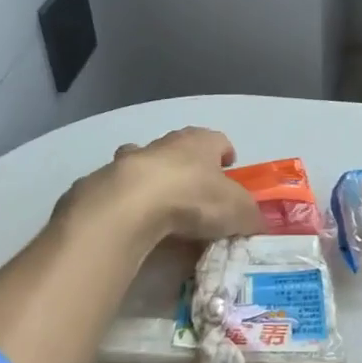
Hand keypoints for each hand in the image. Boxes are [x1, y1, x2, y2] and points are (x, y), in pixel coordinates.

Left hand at [61, 127, 261, 243]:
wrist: (131, 206)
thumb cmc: (193, 198)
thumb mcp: (238, 211)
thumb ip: (250, 215)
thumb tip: (256, 222)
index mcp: (201, 142)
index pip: (218, 140)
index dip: (225, 154)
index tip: (229, 167)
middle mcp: (166, 143)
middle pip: (181, 149)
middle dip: (189, 166)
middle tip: (197, 192)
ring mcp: (131, 160)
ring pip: (146, 164)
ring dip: (154, 180)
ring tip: (162, 208)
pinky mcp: (105, 182)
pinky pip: (122, 189)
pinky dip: (129, 202)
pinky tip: (135, 222)